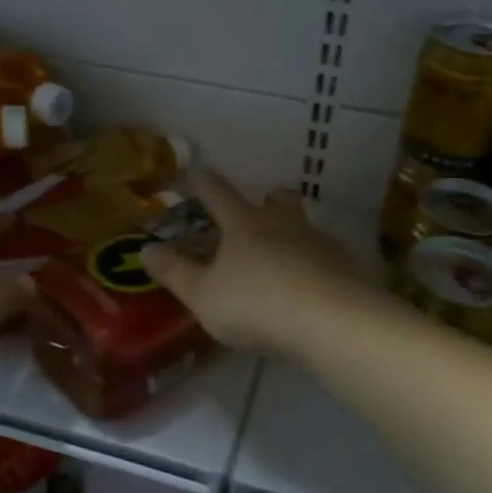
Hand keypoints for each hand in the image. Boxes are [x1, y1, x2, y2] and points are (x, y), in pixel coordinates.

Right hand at [141, 170, 366, 355]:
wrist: (331, 321)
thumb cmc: (256, 305)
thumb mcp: (203, 295)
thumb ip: (175, 272)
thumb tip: (145, 248)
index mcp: (244, 226)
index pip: (219, 195)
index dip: (205, 182)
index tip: (197, 170)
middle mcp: (283, 225)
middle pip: (277, 199)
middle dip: (267, 198)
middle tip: (261, 205)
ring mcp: (318, 243)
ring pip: (305, 224)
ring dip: (294, 230)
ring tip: (287, 251)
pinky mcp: (345, 266)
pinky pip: (326, 256)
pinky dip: (316, 263)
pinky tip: (313, 284)